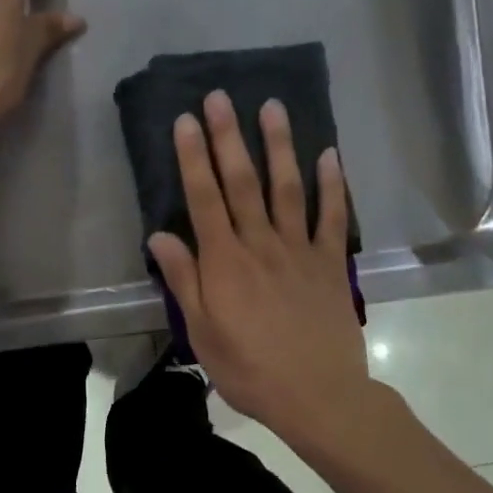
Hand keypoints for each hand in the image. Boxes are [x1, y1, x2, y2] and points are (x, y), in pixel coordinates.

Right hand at [147, 90, 375, 453]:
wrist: (318, 396)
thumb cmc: (250, 369)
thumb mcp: (203, 333)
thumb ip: (184, 280)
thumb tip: (159, 235)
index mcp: (225, 262)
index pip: (204, 198)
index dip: (192, 157)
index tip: (185, 120)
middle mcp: (261, 244)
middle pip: (242, 182)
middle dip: (228, 136)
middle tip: (220, 96)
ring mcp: (300, 249)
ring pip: (287, 187)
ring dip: (279, 145)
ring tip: (272, 106)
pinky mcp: (330, 263)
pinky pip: (332, 216)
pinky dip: (332, 184)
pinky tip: (329, 153)